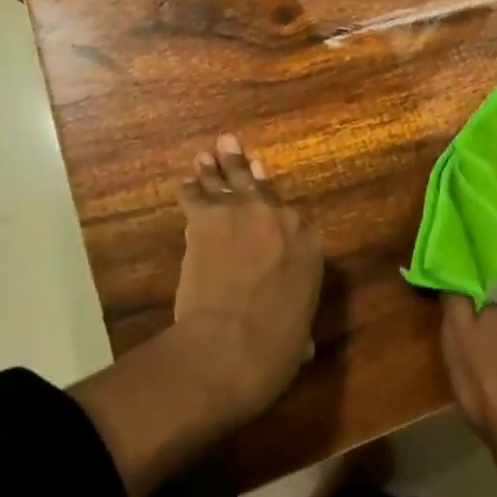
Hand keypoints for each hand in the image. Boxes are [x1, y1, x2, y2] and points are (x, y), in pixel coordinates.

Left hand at [172, 133, 323, 420]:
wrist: (230, 344)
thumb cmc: (274, 348)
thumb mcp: (299, 335)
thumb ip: (299, 324)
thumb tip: (301, 345)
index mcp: (310, 245)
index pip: (296, 222)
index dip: (279, 217)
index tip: (271, 209)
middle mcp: (281, 218)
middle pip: (262, 188)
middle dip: (247, 170)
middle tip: (236, 148)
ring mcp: (243, 212)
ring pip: (230, 180)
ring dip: (218, 167)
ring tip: (212, 150)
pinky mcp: (207, 218)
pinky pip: (196, 195)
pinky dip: (190, 190)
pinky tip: (185, 183)